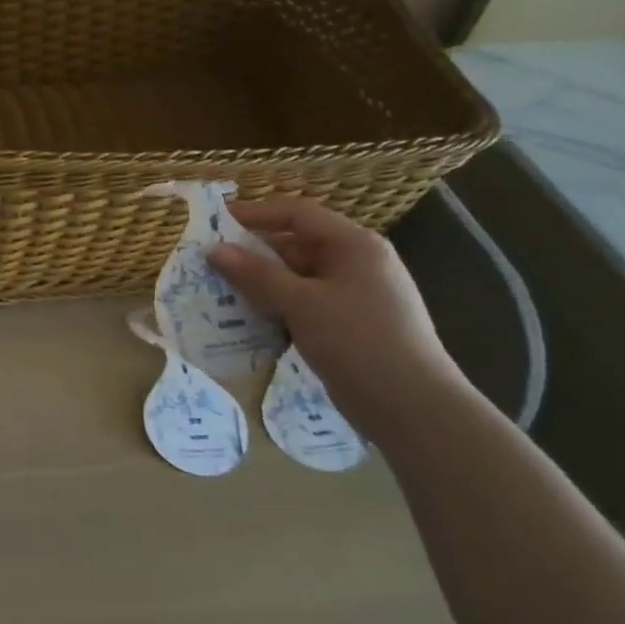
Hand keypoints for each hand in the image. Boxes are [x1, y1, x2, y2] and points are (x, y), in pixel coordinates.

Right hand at [208, 198, 468, 433]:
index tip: (215, 222)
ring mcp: (354, 296)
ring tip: (220, 294)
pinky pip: (304, 305)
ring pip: (296, 279)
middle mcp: (356, 264)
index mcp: (354, 245)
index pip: (297, 214)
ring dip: (261, 286)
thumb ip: (256, 275)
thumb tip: (214, 250)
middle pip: (295, 246)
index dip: (255, 214)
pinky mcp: (348, 325)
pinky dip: (277, 309)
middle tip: (210, 265)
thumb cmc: (359, 342)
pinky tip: (249, 323)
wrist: (414, 409)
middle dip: (253, 255)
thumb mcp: (302, 304)